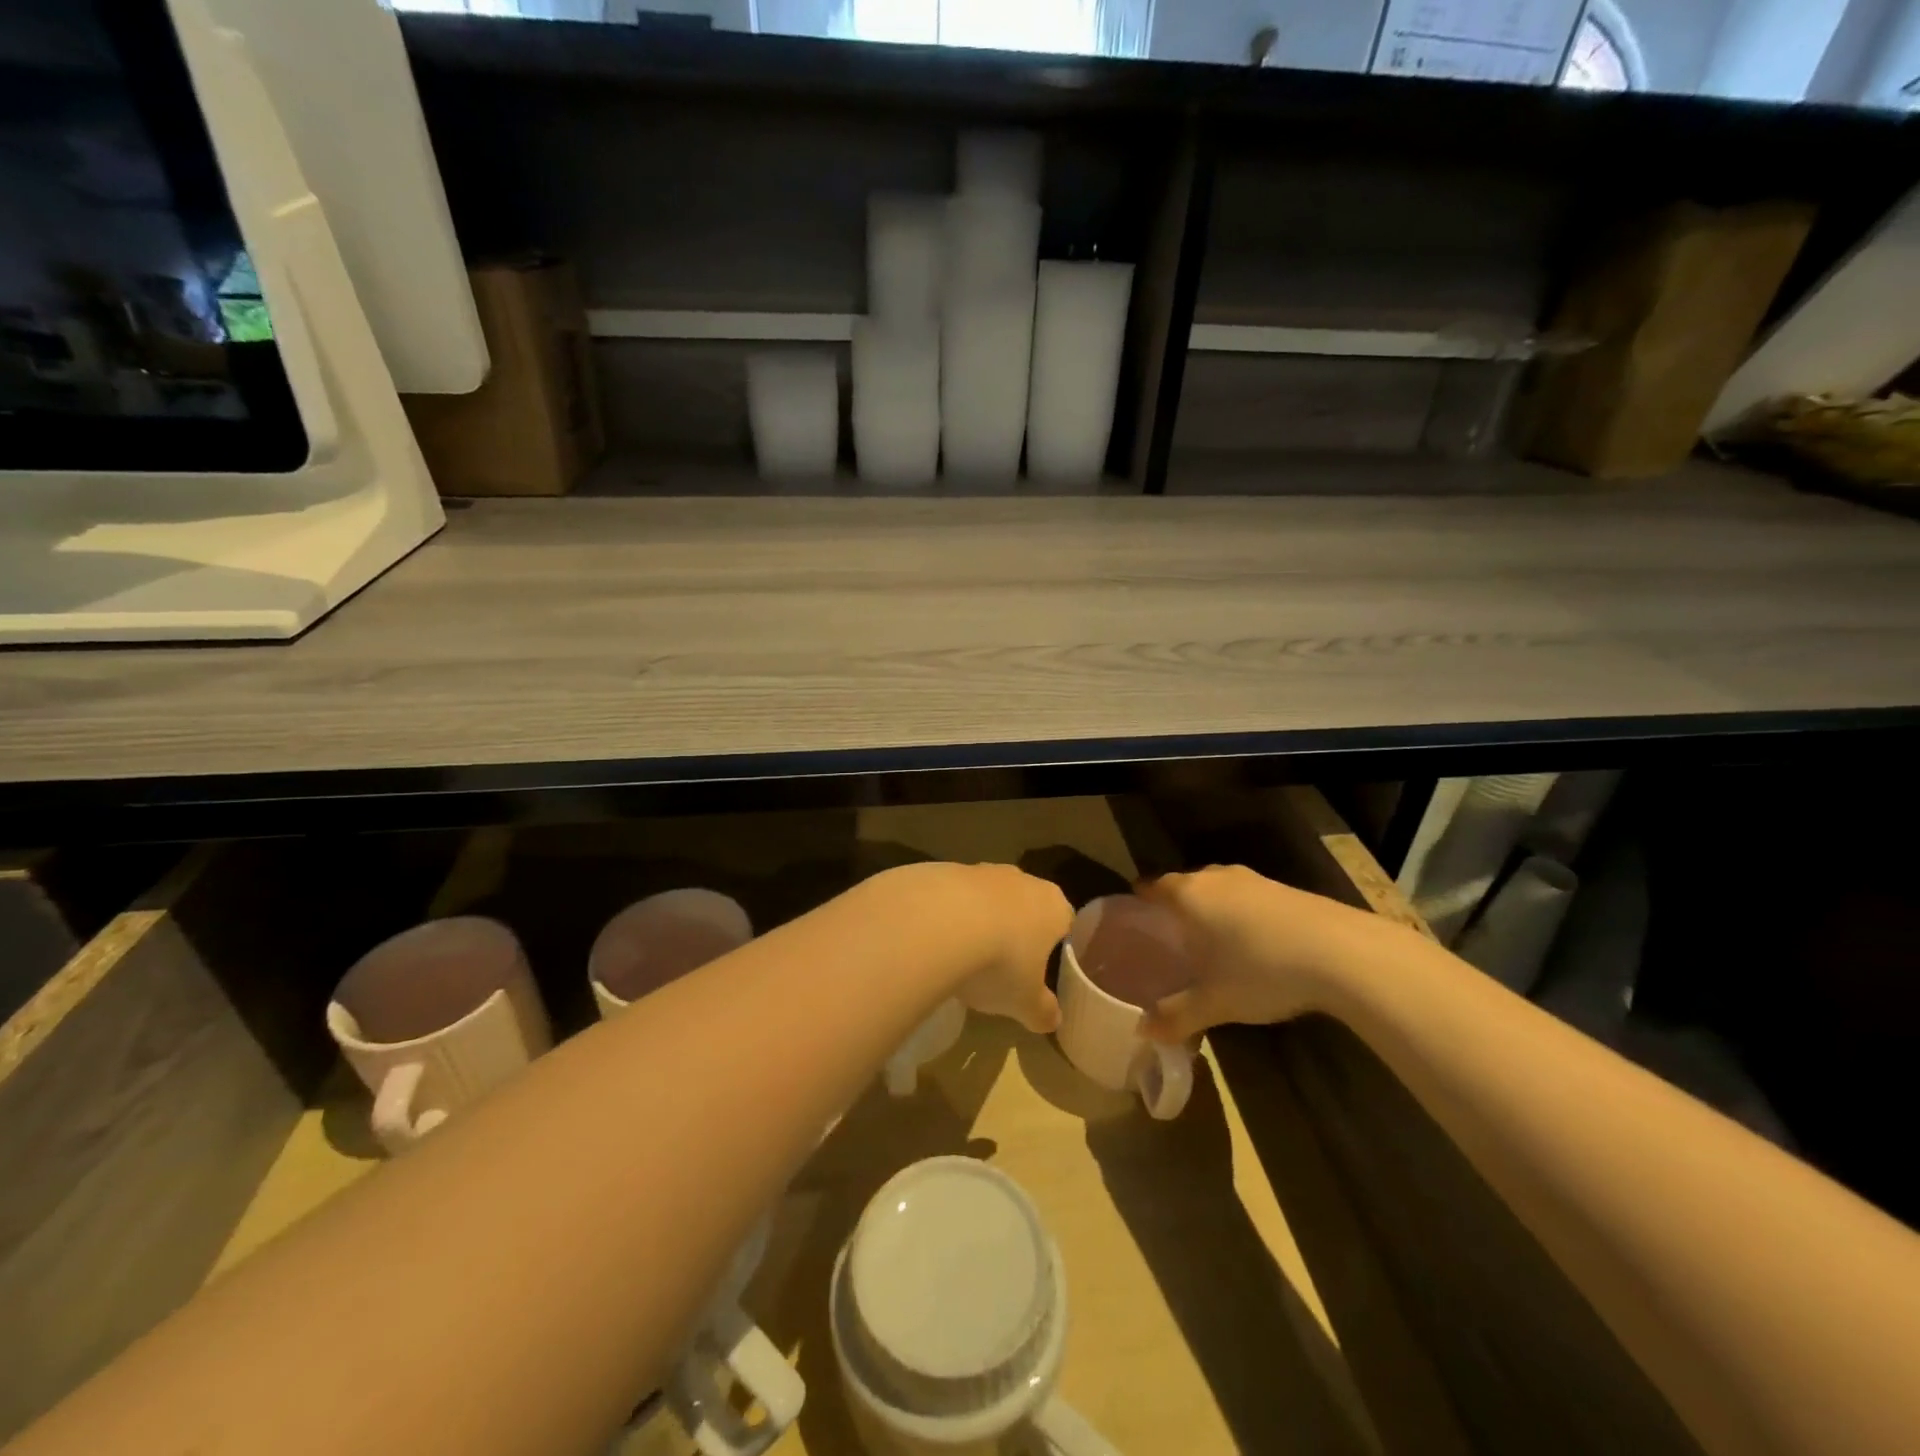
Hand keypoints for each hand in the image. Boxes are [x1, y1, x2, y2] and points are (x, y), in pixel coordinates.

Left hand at [950, 862, 1070, 1034]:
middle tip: (1004, 965)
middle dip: (1017, 930)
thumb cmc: (999, 963)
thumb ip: (1043, 1012)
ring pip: (990, 897)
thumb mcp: (1025, 1002)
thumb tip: (1053, 1021)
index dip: (1056, 944)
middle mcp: (1023, 880)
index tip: (1044, 966)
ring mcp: (984, 870)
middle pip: (1027, 905)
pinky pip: (955, 896)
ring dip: (982, 919)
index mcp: (1054, 907)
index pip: (1066, 921)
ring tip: (966, 956)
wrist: (938, 923)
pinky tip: (937, 940)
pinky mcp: (948, 869)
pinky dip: (950, 914)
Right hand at [1137, 864, 1393, 1040]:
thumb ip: (1176, 1016)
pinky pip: (1249, 896)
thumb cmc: (1261, 970)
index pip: (1153, 886)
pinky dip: (1243, 913)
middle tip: (1170, 934)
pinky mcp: (1286, 889)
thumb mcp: (1215, 1003)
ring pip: (1220, 888)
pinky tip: (1254, 942)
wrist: (1342, 953)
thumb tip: (1143, 1033)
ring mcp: (1254, 880)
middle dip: (1177, 905)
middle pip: (1186, 884)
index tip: (1135, 914)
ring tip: (1211, 939)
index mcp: (1189, 895)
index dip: (1141, 899)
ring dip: (1213, 908)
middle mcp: (1216, 878)